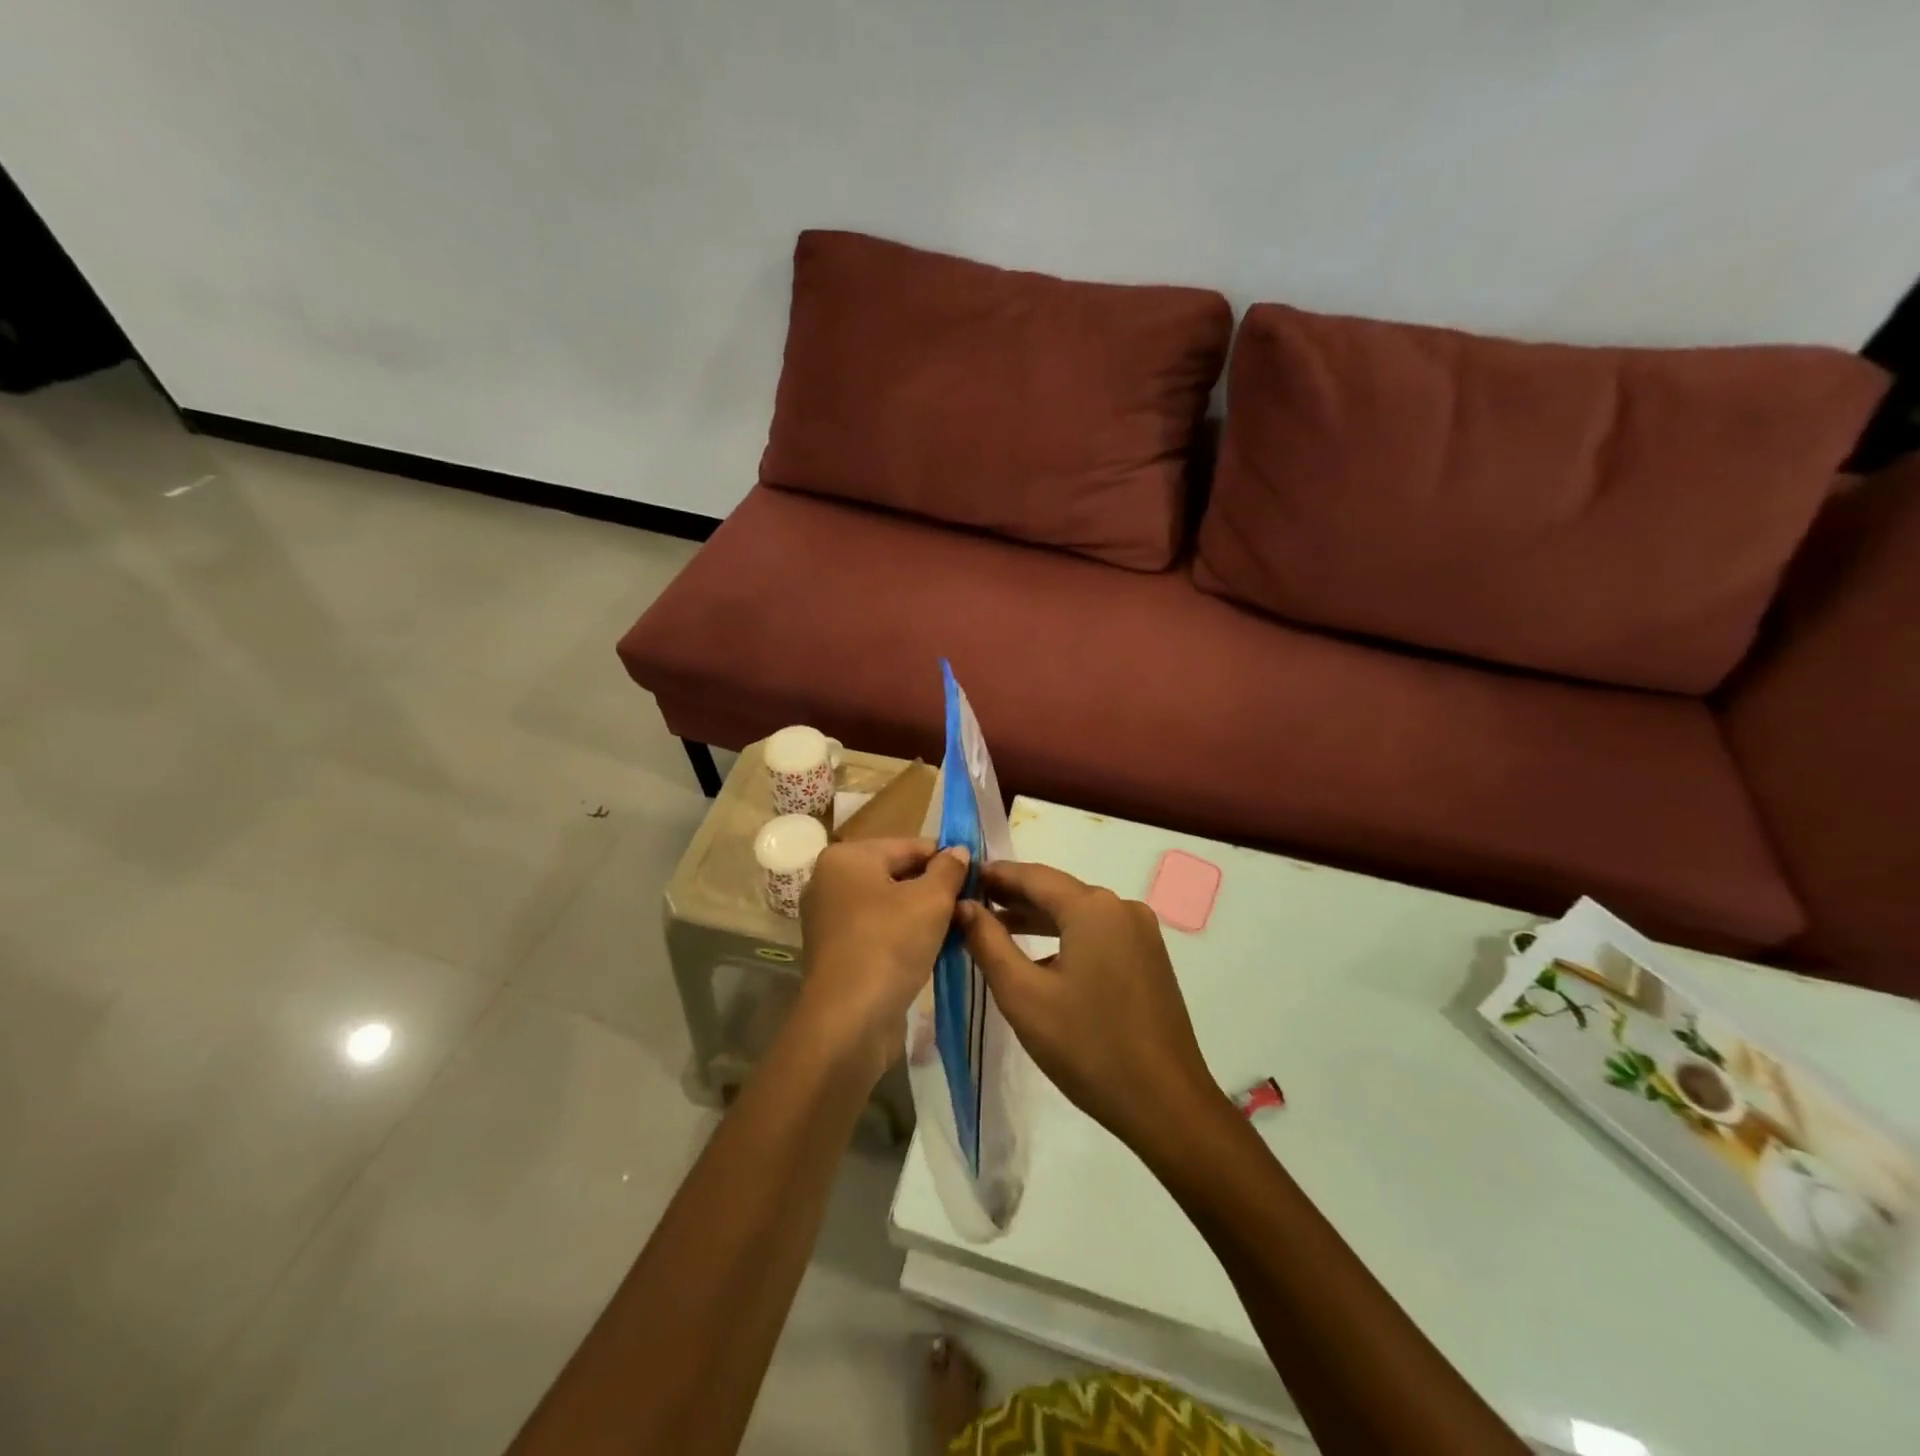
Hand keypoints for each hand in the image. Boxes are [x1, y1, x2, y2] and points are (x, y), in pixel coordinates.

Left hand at [796, 837, 970, 1084]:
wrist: (848, 1021)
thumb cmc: (889, 946)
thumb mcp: (931, 901)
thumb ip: (949, 870)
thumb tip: (958, 851)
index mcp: (847, 857)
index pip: (909, 845)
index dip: (946, 860)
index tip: (977, 878)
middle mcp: (830, 881)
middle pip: (897, 874)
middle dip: (934, 889)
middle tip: (970, 907)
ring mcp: (829, 918)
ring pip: (889, 905)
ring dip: (923, 916)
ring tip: (957, 930)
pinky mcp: (836, 951)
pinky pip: (878, 931)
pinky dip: (904, 936)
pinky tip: (933, 951)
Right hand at [957, 863, 1226, 1155]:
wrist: (1166, 1104)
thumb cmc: (1087, 1046)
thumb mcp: (1024, 995)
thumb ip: (988, 943)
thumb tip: (963, 906)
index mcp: (1093, 907)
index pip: (1033, 875)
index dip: (995, 875)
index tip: (960, 879)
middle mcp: (1121, 908)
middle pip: (1057, 891)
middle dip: (1013, 897)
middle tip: (970, 904)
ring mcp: (1141, 932)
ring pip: (1078, 914)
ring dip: (1038, 919)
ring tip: (996, 928)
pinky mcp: (1149, 957)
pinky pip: (1098, 933)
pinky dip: (1066, 937)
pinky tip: (1040, 958)